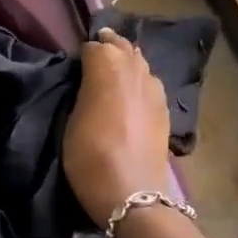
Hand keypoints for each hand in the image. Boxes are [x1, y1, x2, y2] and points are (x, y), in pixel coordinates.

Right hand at [63, 28, 171, 224]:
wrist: (131, 191)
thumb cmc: (90, 155)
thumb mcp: (71, 119)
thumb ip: (82, 91)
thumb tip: (88, 82)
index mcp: (106, 66)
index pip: (94, 46)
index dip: (83, 53)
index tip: (75, 65)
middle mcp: (134, 68)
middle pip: (122, 46)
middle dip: (109, 46)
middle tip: (96, 54)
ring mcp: (154, 87)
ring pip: (140, 62)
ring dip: (127, 61)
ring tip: (115, 71)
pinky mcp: (166, 108)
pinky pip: (151, 82)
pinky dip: (141, 81)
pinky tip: (134, 93)